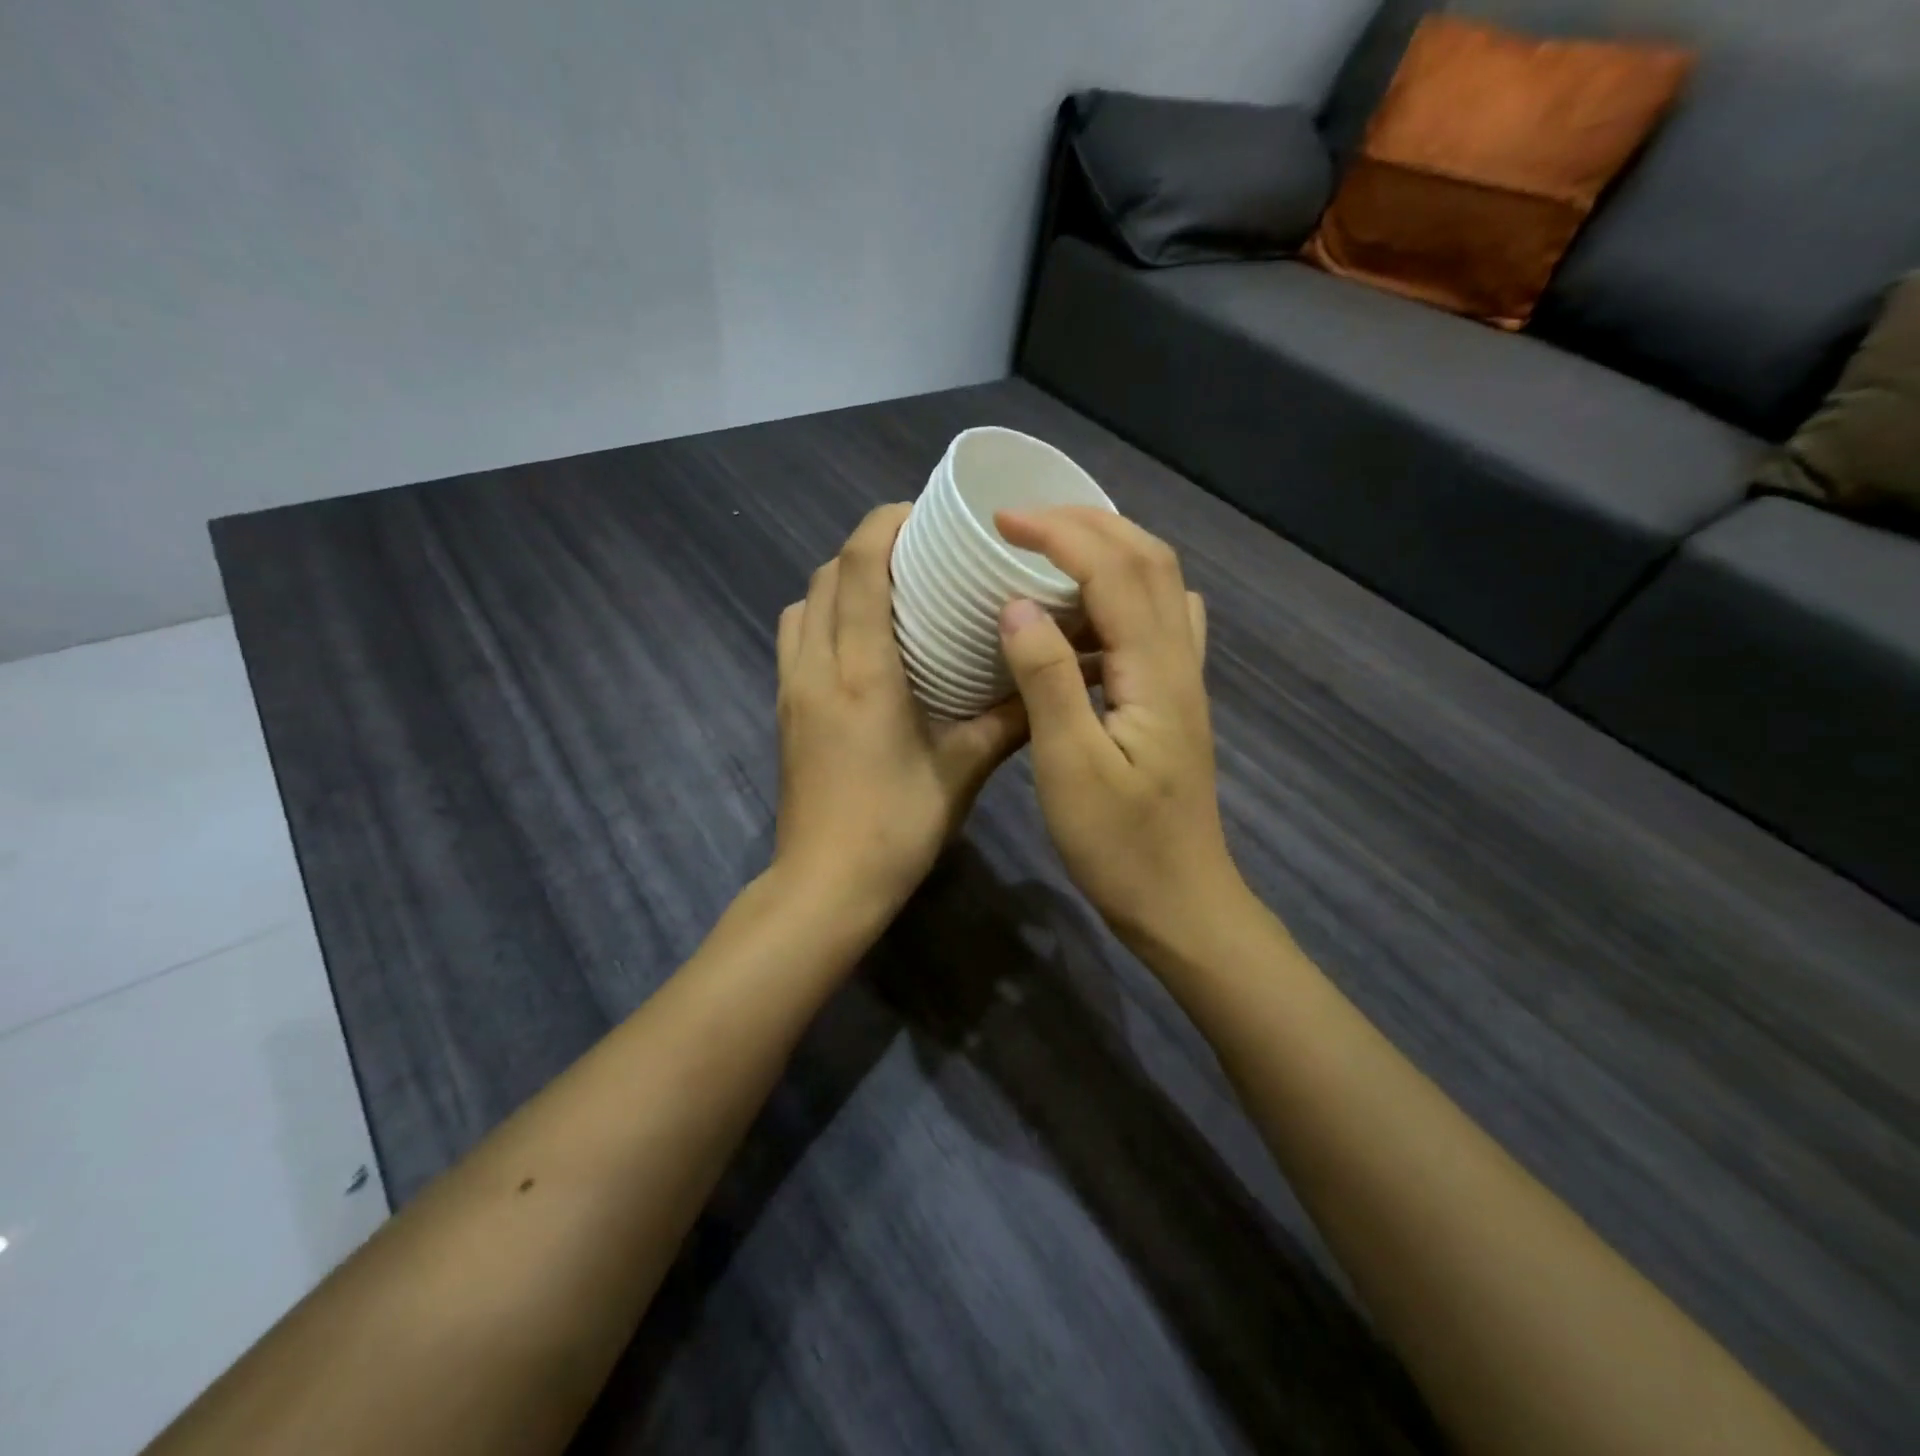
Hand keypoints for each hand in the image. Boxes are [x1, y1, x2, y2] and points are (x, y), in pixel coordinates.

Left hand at [773, 504, 1027, 923]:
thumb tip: (1048, 679)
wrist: (825, 885)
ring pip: (804, 603)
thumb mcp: (963, 771)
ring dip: (842, 581)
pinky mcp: (784, 709)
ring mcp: (791, 687)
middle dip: (869, 547)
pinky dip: (825, 616)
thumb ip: (1007, 720)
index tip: (926, 513)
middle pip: (828, 574)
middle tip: (921, 554)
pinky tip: (863, 642)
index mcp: (862, 672)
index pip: (860, 567)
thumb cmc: (896, 827)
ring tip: (891, 592)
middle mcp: (816, 666)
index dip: (886, 524)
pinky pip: (795, 636)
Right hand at [995, 507, 1242, 946]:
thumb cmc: (1120, 845)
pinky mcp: (1173, 701)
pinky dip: (1123, 592)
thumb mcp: (1070, 766)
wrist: (1180, 901)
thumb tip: (1018, 604)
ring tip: (1050, 550)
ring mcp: (1181, 680)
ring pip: (1158, 585)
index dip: (1059, 533)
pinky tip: (1091, 610)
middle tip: (1024, 523)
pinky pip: (1158, 622)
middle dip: (1088, 524)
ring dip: (1108, 550)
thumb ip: (1047, 679)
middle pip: (1149, 560)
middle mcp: (1177, 660)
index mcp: (1153, 670)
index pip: (1113, 569)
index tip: (1001, 522)